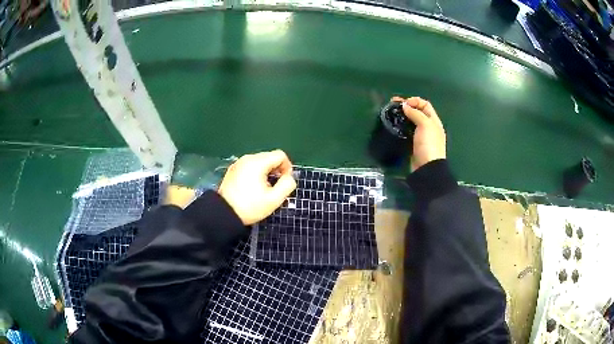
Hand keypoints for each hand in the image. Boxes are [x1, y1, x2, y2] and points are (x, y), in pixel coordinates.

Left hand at [218, 150, 296, 224]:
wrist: (223, 214)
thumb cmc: (250, 207)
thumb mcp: (274, 200)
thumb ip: (287, 185)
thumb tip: (289, 177)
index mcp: (258, 163)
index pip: (280, 155)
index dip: (287, 167)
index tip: (285, 182)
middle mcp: (247, 158)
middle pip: (269, 157)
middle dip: (277, 170)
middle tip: (275, 187)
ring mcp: (238, 163)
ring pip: (260, 162)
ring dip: (266, 172)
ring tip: (264, 189)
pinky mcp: (233, 170)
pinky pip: (250, 166)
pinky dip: (256, 173)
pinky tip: (253, 188)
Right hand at [392, 96, 445, 171]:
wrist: (427, 168)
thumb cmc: (429, 144)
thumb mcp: (425, 125)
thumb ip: (416, 113)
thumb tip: (405, 106)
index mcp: (434, 121)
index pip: (425, 105)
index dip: (415, 101)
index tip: (403, 103)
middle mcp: (428, 126)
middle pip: (418, 112)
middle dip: (406, 106)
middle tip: (392, 104)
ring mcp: (421, 136)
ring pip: (411, 121)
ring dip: (403, 116)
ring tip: (391, 114)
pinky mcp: (413, 143)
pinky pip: (407, 131)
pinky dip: (401, 126)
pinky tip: (394, 125)